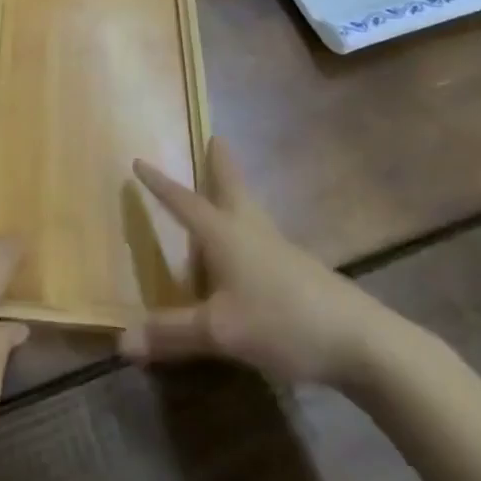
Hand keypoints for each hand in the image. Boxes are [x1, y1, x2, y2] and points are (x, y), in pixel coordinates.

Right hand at [120, 136, 404, 389]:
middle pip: (231, 187)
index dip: (160, 184)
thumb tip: (121, 343)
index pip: (183, 202)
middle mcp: (249, 230)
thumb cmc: (281, 321)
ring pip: (250, 209)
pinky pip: (261, 235)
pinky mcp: (298, 270)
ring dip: (235, 191)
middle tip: (214, 138)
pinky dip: (247, 225)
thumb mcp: (219, 332)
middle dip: (220, 164)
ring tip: (226, 185)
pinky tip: (249, 247)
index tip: (139, 161)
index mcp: (224, 234)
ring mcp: (278, 248)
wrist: (359, 340)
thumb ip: (171, 335)